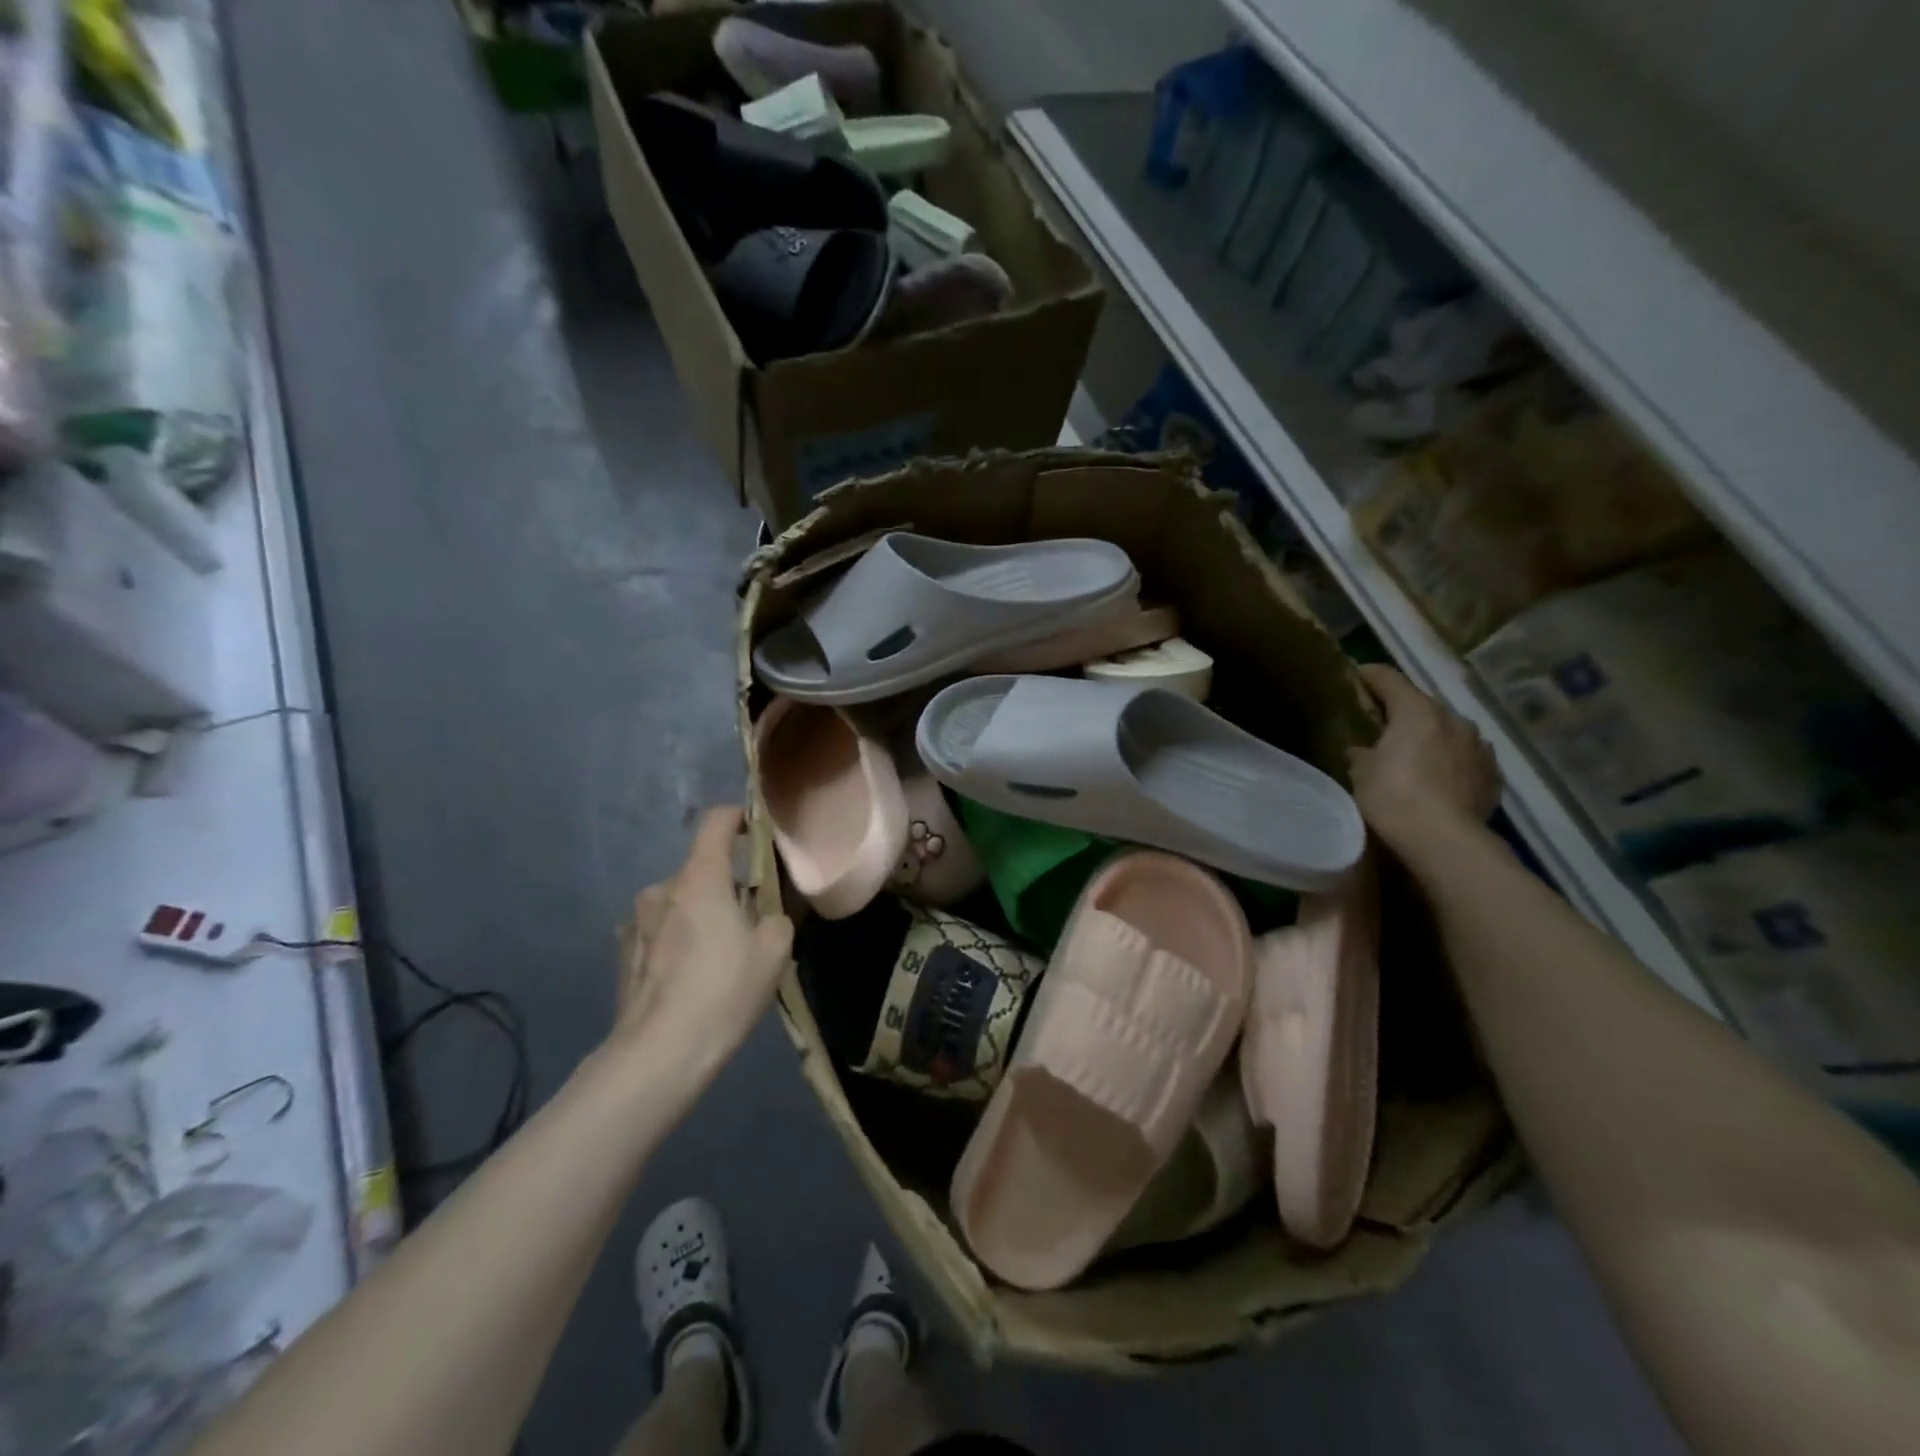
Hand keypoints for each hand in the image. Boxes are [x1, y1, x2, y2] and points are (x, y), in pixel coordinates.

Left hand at [610, 807, 793, 1096]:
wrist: (659, 1054)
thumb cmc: (723, 991)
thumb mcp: (774, 951)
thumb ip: (776, 917)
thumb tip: (765, 914)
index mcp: (700, 878)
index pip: (716, 821)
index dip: (739, 817)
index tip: (756, 831)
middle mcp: (662, 889)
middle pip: (701, 870)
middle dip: (726, 886)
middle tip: (748, 921)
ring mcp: (635, 922)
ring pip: (678, 903)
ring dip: (698, 916)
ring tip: (717, 956)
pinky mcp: (622, 954)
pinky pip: (658, 932)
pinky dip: (676, 941)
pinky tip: (687, 977)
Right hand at [1349, 665, 1500, 849]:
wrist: (1445, 840)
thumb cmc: (1393, 797)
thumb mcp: (1360, 772)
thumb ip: (1361, 751)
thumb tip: (1363, 748)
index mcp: (1417, 710)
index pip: (1388, 678)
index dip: (1368, 675)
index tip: (1353, 678)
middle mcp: (1454, 719)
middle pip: (1421, 705)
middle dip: (1401, 713)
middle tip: (1380, 729)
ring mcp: (1479, 746)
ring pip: (1447, 731)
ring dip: (1430, 738)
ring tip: (1413, 758)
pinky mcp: (1493, 775)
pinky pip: (1465, 759)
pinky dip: (1450, 763)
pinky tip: (1438, 781)